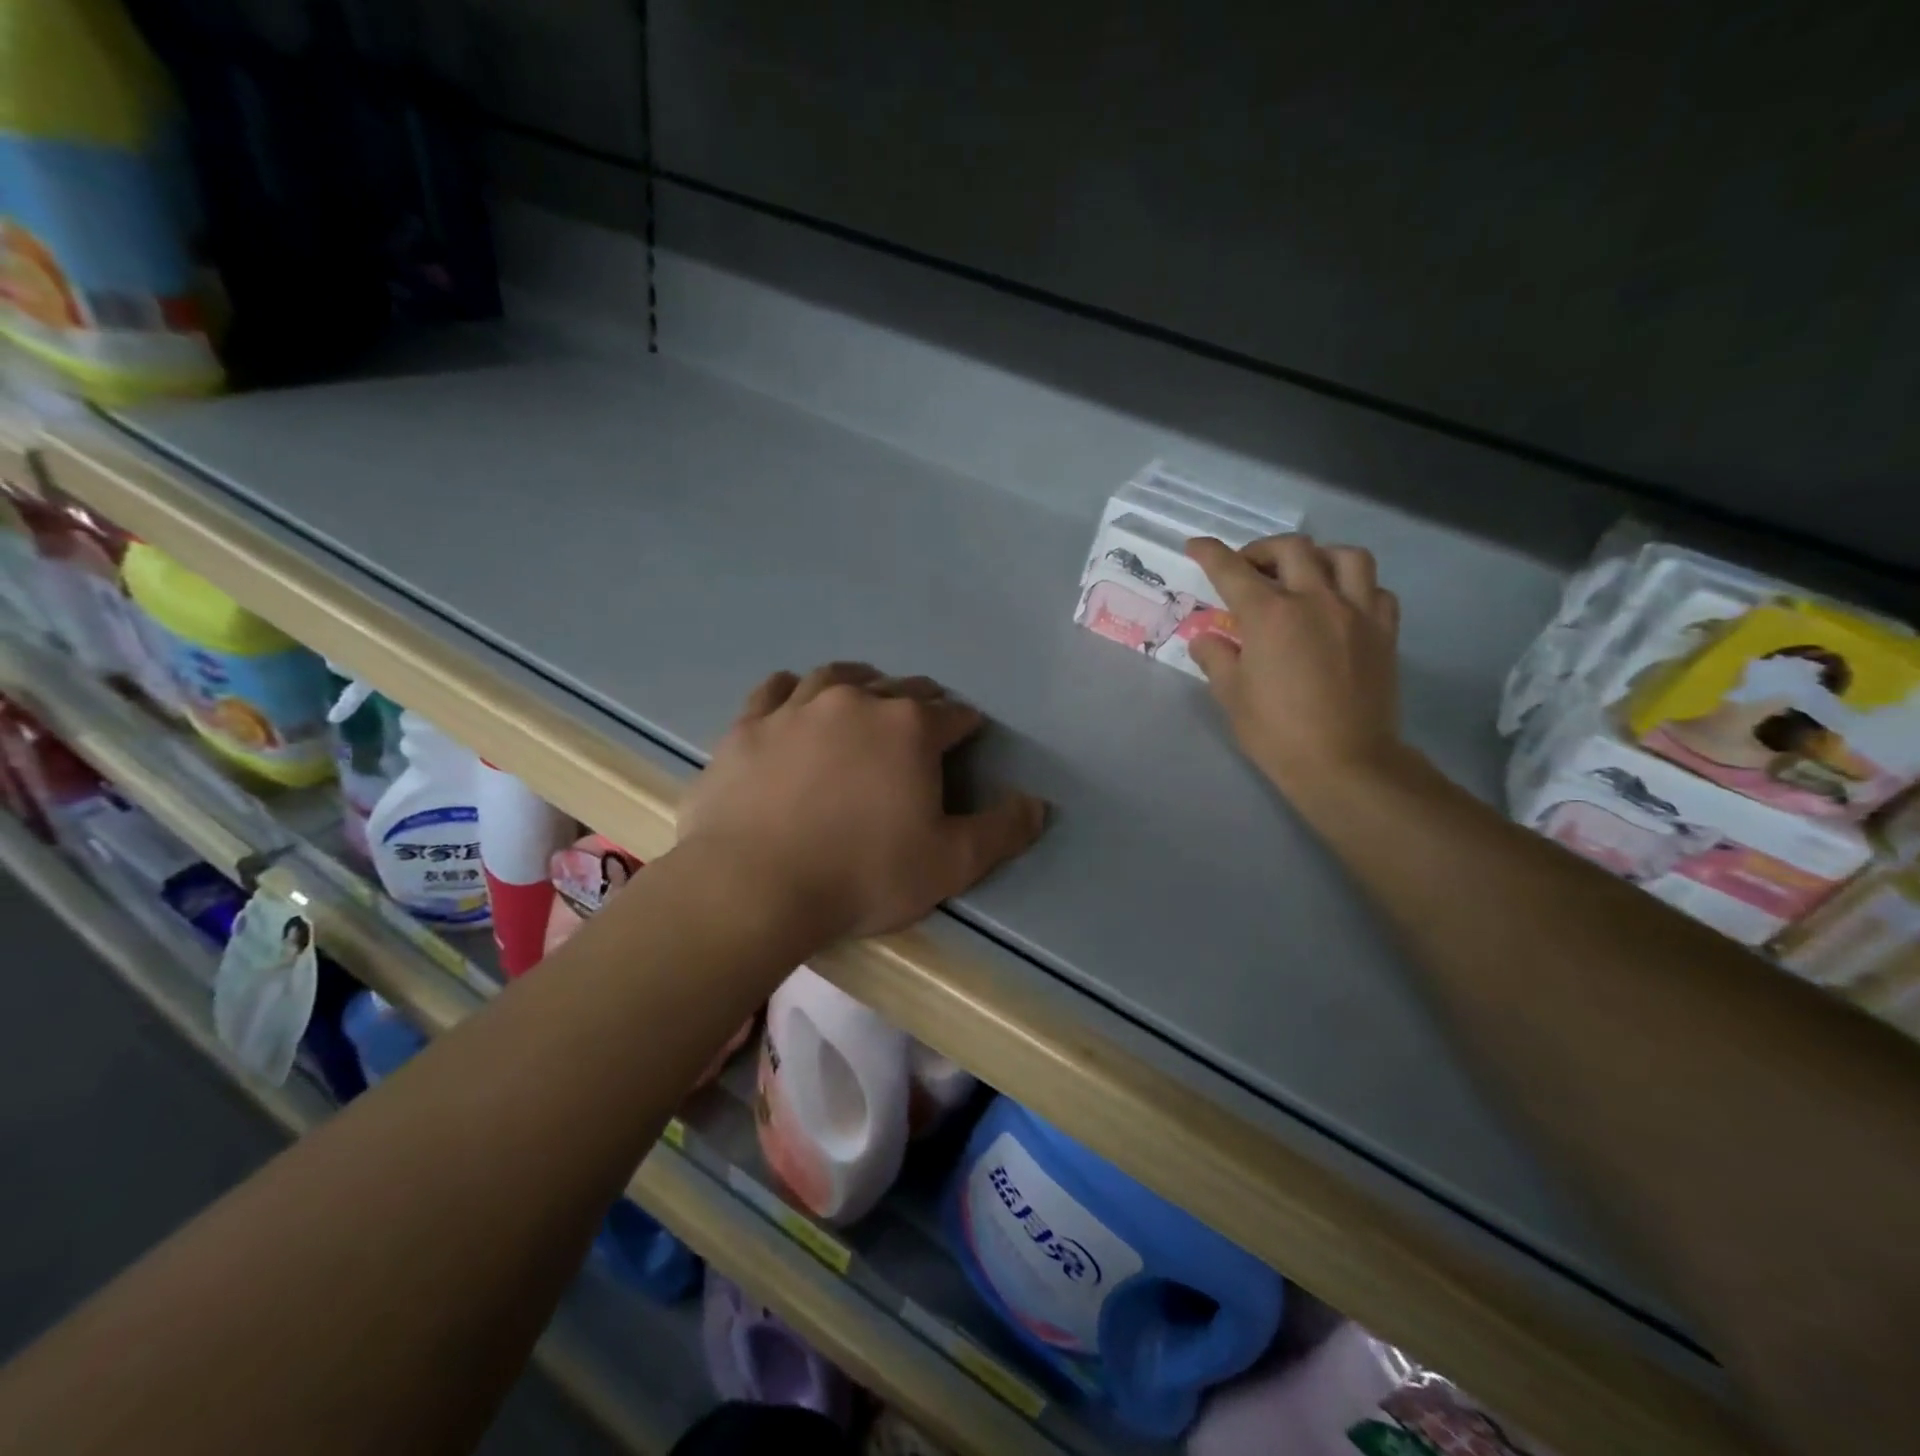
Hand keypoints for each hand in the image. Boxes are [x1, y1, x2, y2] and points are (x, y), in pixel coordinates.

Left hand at [677, 663, 1047, 942]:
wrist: (753, 886)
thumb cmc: (862, 875)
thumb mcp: (949, 864)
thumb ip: (1001, 831)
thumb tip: (1038, 804)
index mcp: (910, 728)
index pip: (952, 715)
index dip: (964, 725)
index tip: (966, 737)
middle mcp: (857, 702)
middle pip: (899, 688)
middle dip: (917, 703)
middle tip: (918, 725)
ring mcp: (797, 707)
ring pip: (838, 677)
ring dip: (860, 684)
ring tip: (864, 698)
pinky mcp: (749, 724)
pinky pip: (776, 689)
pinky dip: (794, 690)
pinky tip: (796, 701)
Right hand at [1185, 535, 1406, 799]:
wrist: (1345, 763)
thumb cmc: (1278, 733)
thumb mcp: (1231, 697)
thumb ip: (1216, 658)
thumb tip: (1207, 639)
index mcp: (1271, 616)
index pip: (1232, 571)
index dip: (1210, 553)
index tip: (1196, 545)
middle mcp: (1316, 601)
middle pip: (1292, 549)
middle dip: (1262, 550)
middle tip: (1248, 568)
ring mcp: (1357, 613)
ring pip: (1345, 556)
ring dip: (1318, 556)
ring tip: (1304, 573)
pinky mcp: (1385, 631)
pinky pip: (1376, 589)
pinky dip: (1355, 586)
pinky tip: (1341, 604)